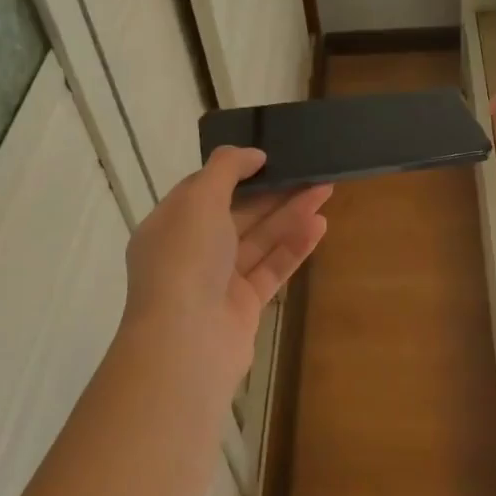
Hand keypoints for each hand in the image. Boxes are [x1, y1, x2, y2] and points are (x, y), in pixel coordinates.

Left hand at [123, 146, 330, 395]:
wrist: (186, 342)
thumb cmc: (186, 260)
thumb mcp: (198, 200)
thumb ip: (225, 169)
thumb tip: (252, 154)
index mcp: (170, 225)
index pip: (203, 190)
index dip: (235, 172)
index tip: (269, 157)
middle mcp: (191, 252)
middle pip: (237, 214)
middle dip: (273, 192)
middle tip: (310, 172)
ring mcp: (218, 281)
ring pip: (259, 240)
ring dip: (290, 215)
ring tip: (325, 192)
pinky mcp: (244, 306)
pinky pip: (271, 268)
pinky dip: (294, 247)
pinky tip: (319, 226)